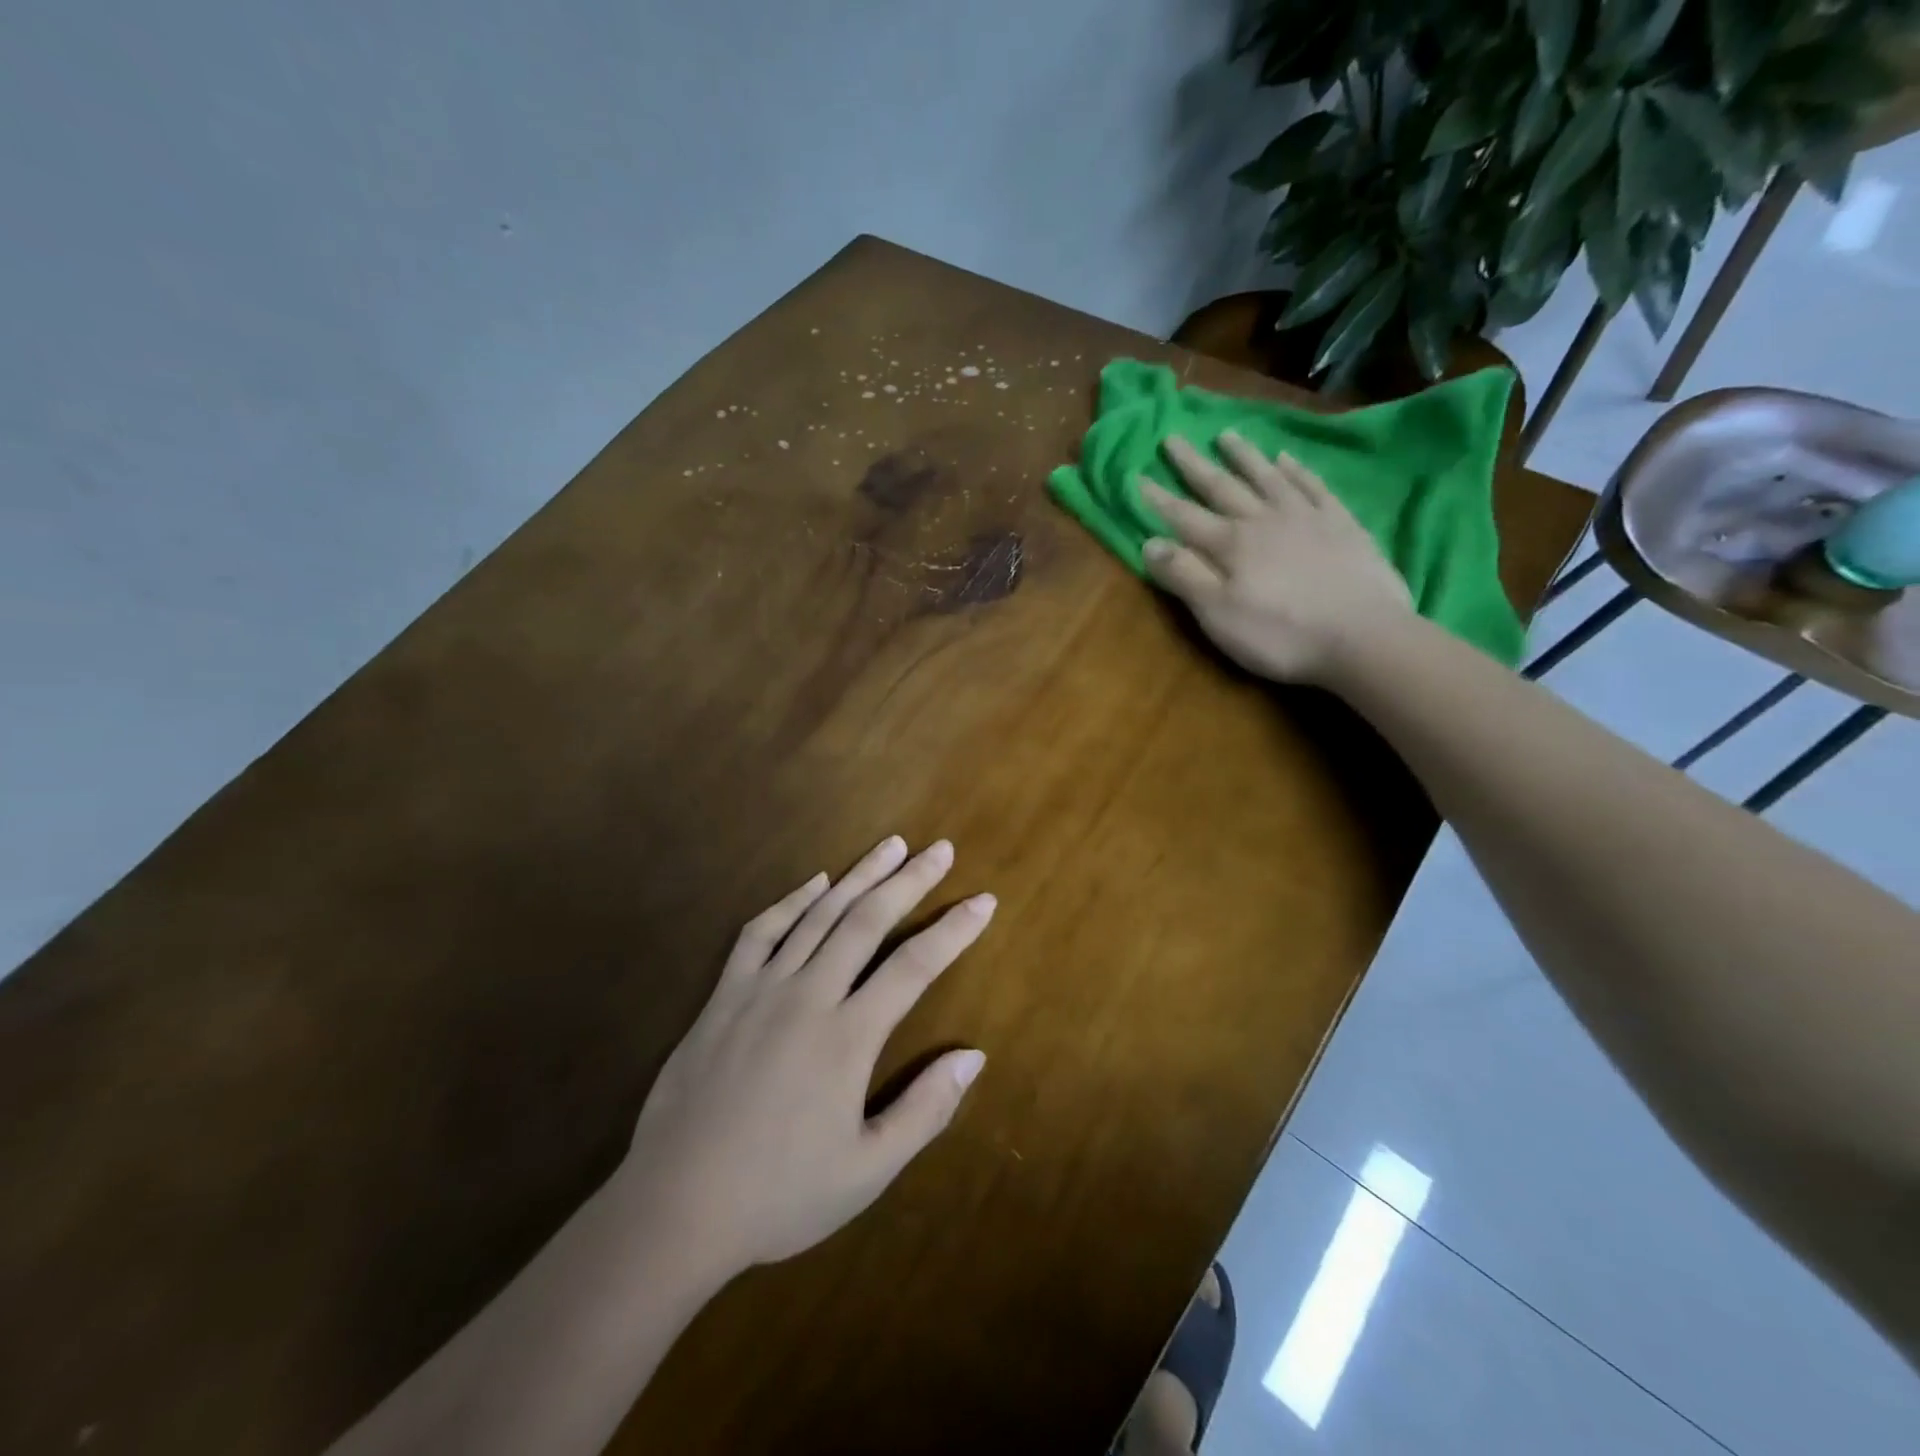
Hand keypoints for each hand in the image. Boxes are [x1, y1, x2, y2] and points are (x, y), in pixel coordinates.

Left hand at [621, 836, 992, 1276]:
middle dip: (909, 880)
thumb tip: (974, 1056)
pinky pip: (760, 932)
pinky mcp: (723, 995)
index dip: (954, 930)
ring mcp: (761, 989)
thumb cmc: (779, 1195)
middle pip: (867, 921)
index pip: (915, 966)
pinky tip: (815, 882)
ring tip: (891, 845)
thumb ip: (925, 1110)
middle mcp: (808, 996)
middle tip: (940, 849)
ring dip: (859, 875)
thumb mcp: (866, 1171)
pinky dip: (791, 901)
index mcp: (848, 1037)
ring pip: (818, 914)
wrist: (674, 1207)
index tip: (983, 901)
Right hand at [1139, 433, 1412, 684]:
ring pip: (1267, 477)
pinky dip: (1296, 470)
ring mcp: (1305, 517)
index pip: (1184, 517)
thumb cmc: (1280, 634)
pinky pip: (1313, 486)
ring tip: (1226, 435)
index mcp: (1230, 545)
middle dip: (1194, 465)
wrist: (1363, 636)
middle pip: (1222, 487)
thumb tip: (1149, 543)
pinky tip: (1286, 459)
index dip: (1158, 499)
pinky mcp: (1341, 524)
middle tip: (1173, 438)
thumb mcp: (1217, 614)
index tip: (1136, 476)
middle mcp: (1263, 520)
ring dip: (1244, 456)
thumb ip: (1184, 576)